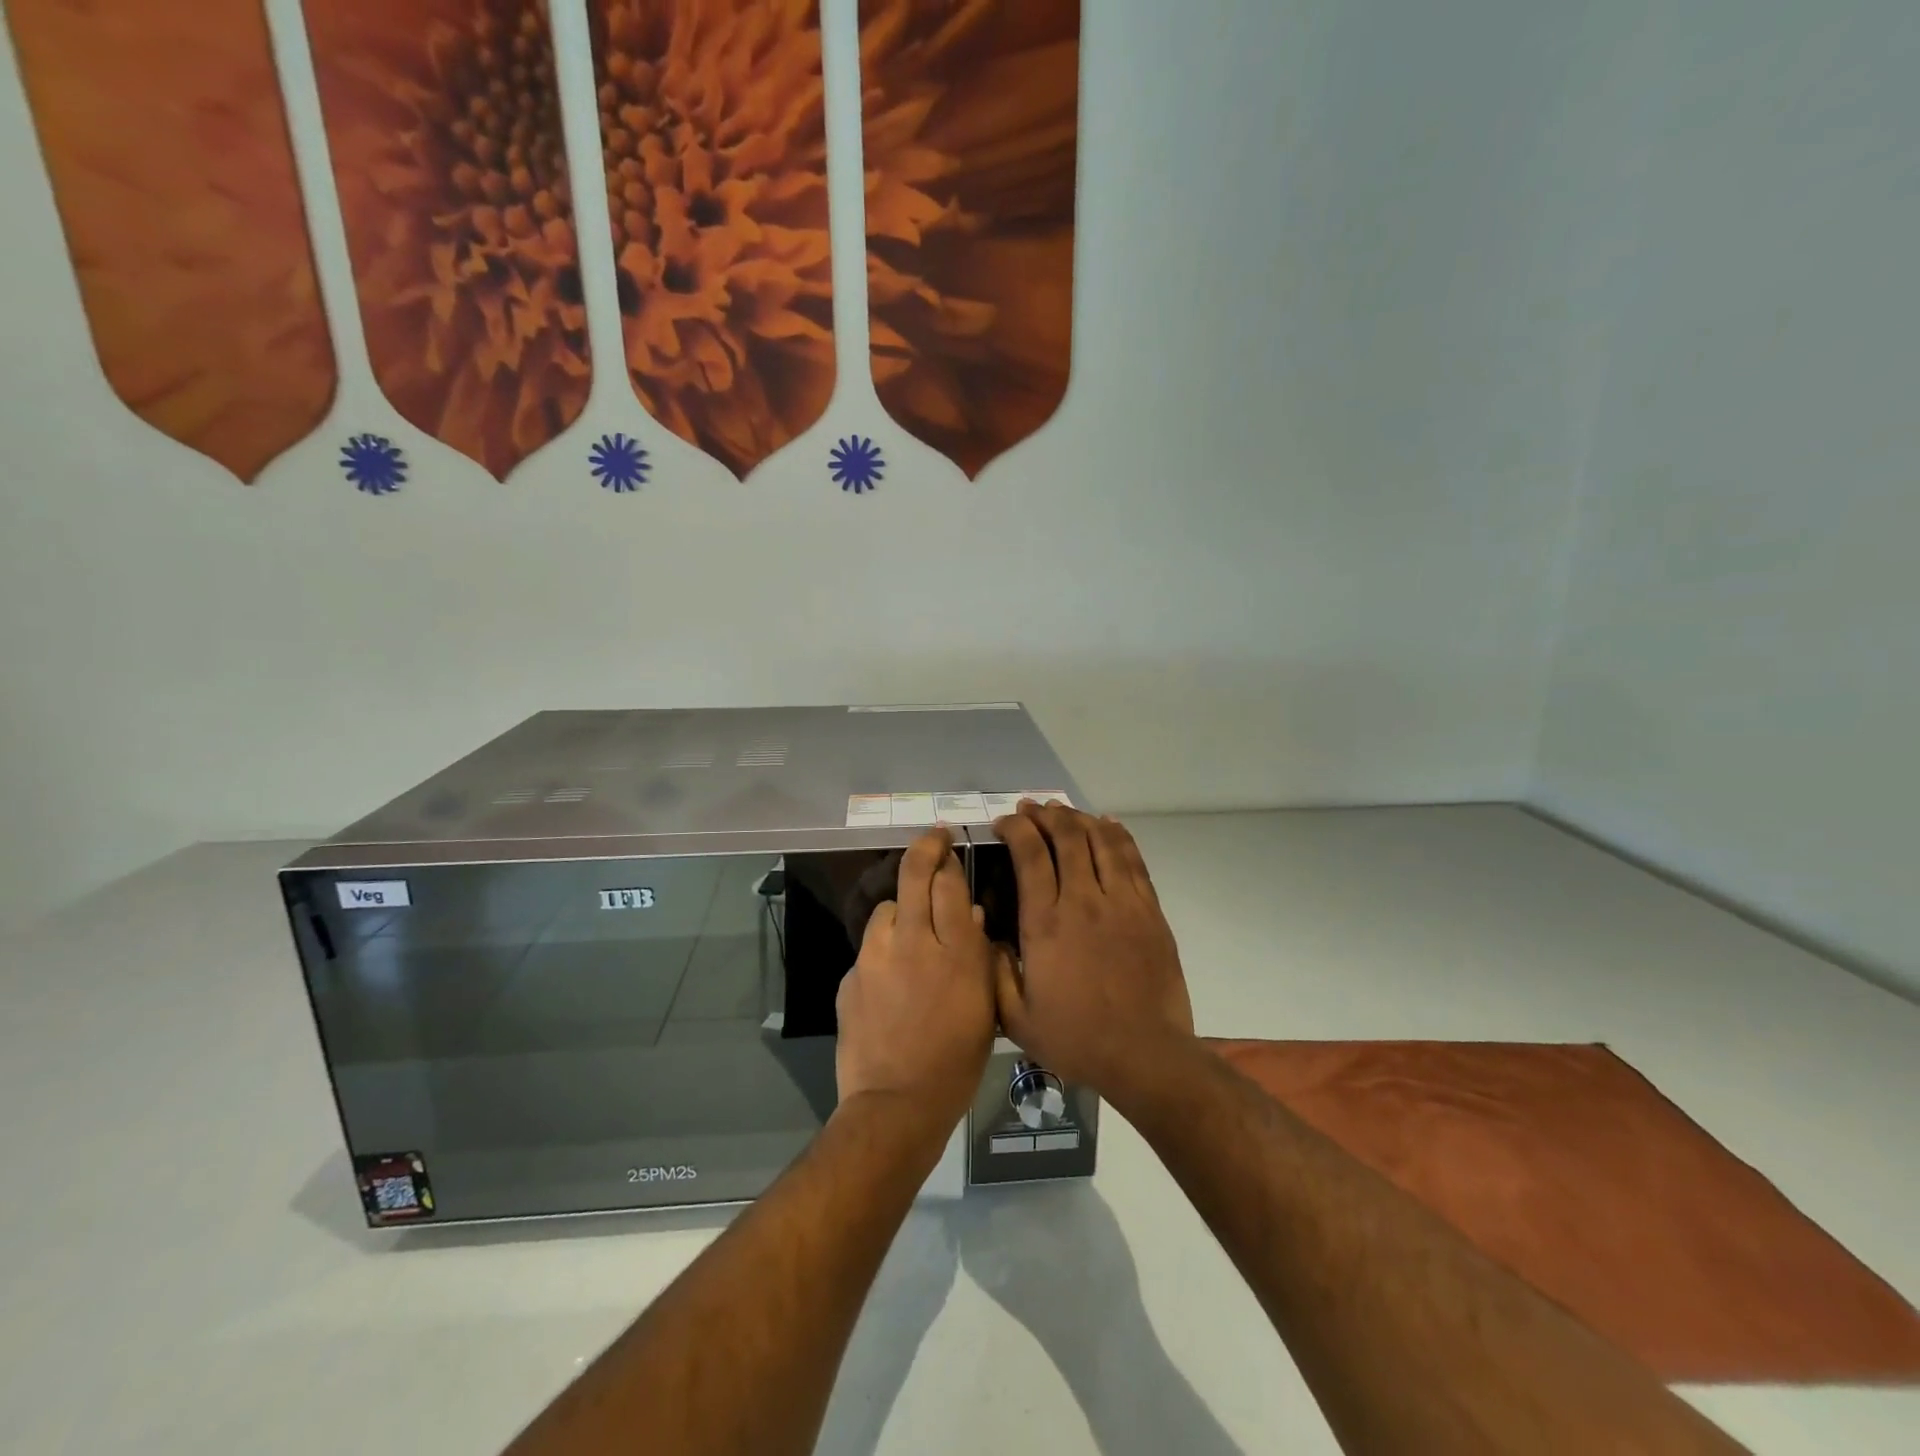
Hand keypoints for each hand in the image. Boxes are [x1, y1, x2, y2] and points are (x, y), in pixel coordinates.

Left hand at [835, 827, 1005, 1128]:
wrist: (896, 1104)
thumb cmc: (956, 1062)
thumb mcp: (985, 1008)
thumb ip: (979, 955)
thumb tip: (970, 916)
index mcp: (954, 951)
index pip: (948, 882)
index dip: (948, 858)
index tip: (949, 846)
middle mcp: (913, 941)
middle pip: (913, 876)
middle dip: (924, 849)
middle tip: (933, 839)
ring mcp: (876, 957)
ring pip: (886, 908)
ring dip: (900, 908)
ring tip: (909, 928)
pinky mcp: (851, 975)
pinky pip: (870, 947)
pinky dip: (883, 949)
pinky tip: (890, 976)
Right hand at [992, 804, 1196, 1107]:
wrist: (1145, 1054)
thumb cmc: (1076, 1038)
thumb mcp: (1016, 1018)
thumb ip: (994, 972)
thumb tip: (984, 934)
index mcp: (1046, 923)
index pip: (1030, 855)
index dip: (1016, 829)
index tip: (1004, 822)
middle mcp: (1084, 900)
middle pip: (1066, 837)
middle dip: (1045, 815)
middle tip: (1031, 809)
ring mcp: (1122, 902)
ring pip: (1101, 841)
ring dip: (1079, 818)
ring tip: (1063, 810)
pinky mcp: (1150, 910)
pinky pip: (1133, 859)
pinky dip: (1118, 835)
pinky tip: (1107, 823)